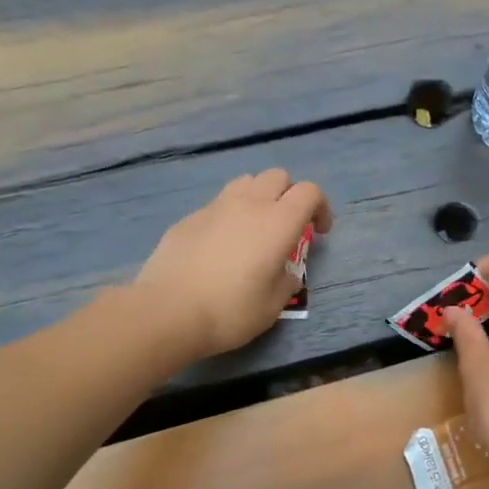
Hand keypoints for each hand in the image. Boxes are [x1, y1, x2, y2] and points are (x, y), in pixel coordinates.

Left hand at [132, 171, 332, 359]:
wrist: (168, 311)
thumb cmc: (231, 311)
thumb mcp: (273, 305)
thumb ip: (286, 281)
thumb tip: (285, 272)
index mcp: (278, 222)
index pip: (309, 192)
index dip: (320, 207)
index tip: (318, 232)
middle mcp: (249, 204)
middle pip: (277, 176)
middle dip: (289, 194)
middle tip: (287, 225)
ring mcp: (215, 207)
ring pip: (245, 182)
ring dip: (258, 196)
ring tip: (255, 227)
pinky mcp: (188, 218)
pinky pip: (217, 204)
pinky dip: (229, 215)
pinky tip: (221, 245)